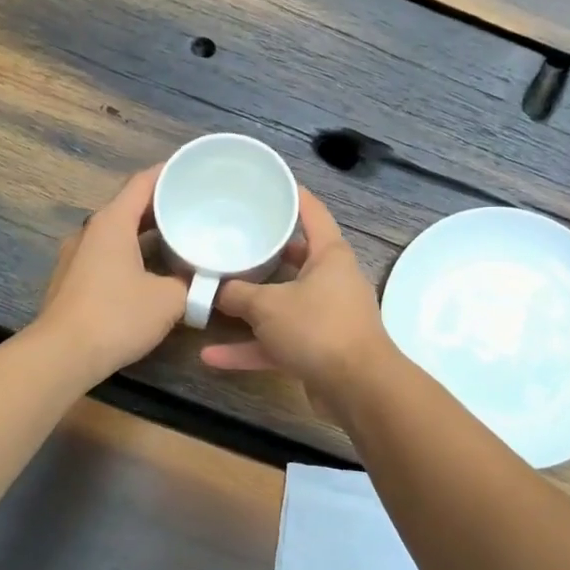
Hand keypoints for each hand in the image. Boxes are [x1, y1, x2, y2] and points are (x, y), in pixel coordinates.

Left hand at [35, 165, 186, 383]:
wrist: (62, 355)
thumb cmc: (117, 316)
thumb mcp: (169, 300)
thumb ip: (190, 284)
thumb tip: (203, 281)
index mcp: (112, 223)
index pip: (142, 183)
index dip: (168, 172)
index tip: (193, 170)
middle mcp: (90, 231)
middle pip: (129, 207)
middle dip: (162, 206)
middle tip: (195, 207)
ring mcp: (76, 256)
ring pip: (117, 233)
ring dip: (146, 233)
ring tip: (178, 238)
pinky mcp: (72, 280)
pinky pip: (107, 255)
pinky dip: (132, 254)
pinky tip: (152, 271)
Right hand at [201, 187, 390, 411]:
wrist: (358, 388)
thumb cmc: (318, 328)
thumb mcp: (268, 306)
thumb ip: (237, 294)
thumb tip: (215, 289)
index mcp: (330, 255)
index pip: (312, 212)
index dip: (292, 195)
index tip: (269, 182)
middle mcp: (331, 281)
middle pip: (295, 259)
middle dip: (264, 253)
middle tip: (232, 240)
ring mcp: (326, 317)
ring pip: (283, 305)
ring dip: (250, 308)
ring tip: (213, 299)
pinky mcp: (318, 350)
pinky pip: (279, 342)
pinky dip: (251, 348)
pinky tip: (212, 356)